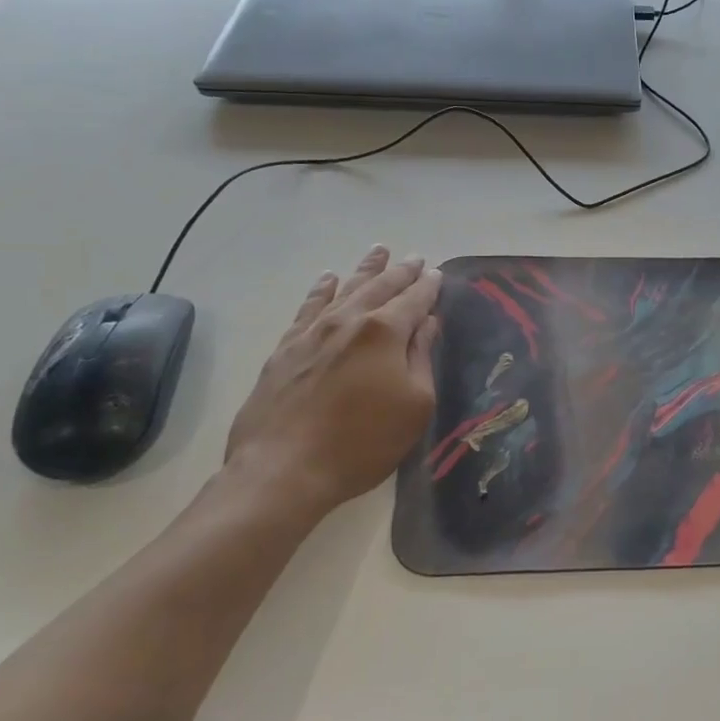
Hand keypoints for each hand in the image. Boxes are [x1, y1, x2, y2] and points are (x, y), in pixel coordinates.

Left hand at [224, 246, 441, 519]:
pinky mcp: (286, 348)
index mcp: (385, 332)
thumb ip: (422, 358)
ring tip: (379, 251)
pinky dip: (321, 289)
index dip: (428, 286)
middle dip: (401, 272)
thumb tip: (428, 323)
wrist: (283, 469)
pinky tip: (328, 279)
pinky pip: (308, 307)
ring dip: (365, 270)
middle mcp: (349, 321)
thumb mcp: (414, 405)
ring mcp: (313, 332)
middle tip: (414, 257)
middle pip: (380, 287)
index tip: (437, 274)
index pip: (414, 300)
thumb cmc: (363, 442)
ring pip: (344, 289)